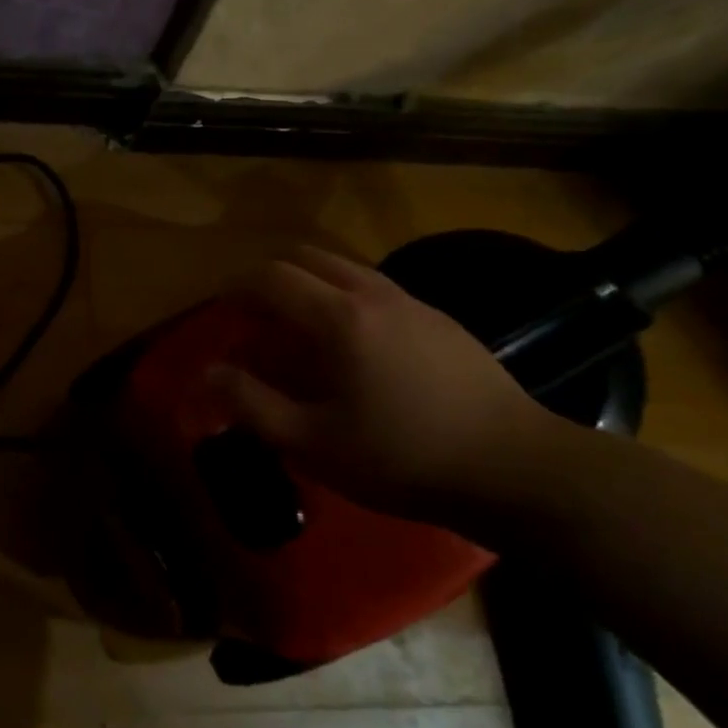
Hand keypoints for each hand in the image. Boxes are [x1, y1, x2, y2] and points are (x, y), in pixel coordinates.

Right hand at [211, 245, 557, 520]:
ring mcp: (413, 303)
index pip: (272, 277)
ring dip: (310, 282)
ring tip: (299, 326)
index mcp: (338, 318)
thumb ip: (252, 404)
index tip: (222, 308)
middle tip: (256, 312)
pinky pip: (376, 288)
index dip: (237, 287)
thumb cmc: (404, 458)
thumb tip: (208, 372)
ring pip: (346, 267)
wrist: (519, 470)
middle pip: (308, 256)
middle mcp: (373, 294)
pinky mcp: (442, 321)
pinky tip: (354, 346)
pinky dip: (345, 296)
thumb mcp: (313, 443)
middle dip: (271, 275)